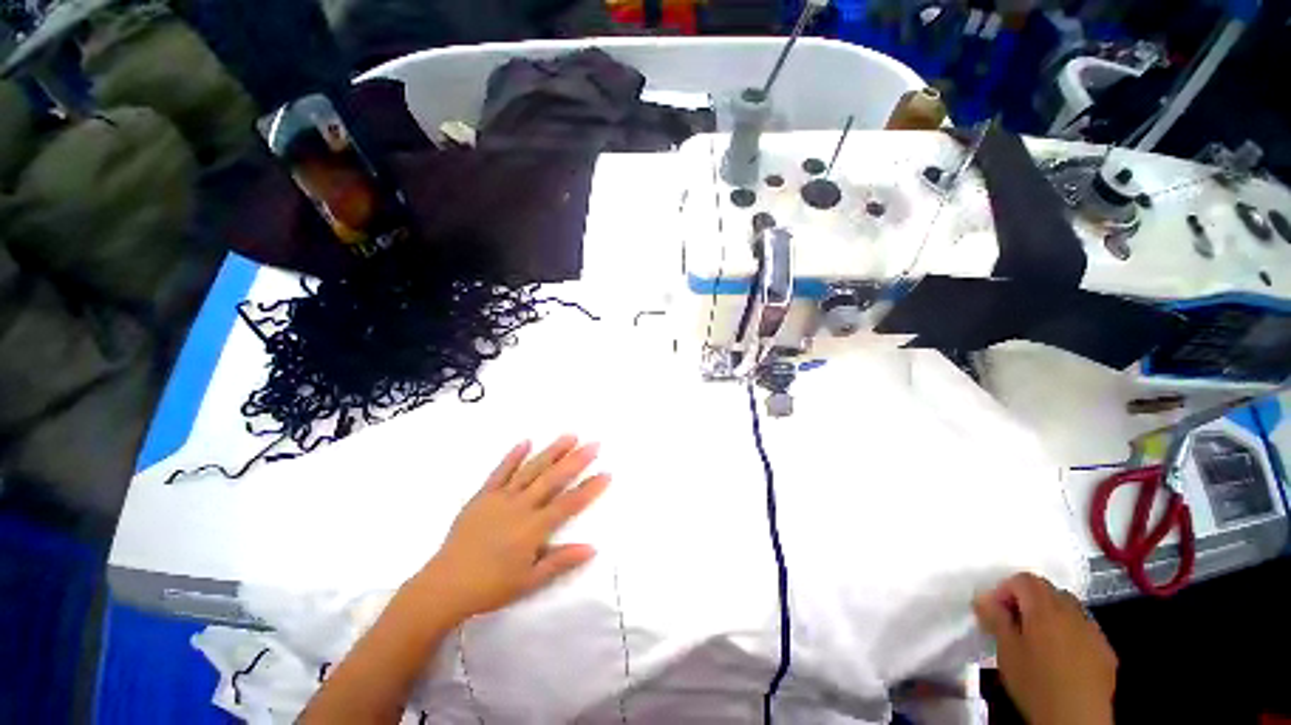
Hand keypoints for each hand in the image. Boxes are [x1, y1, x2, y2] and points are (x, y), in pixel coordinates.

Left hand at [409, 436, 609, 622]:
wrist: (445, 585)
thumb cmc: (491, 587)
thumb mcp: (529, 581)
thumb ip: (561, 561)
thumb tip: (592, 548)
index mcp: (533, 528)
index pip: (569, 504)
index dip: (589, 488)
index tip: (606, 473)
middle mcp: (521, 507)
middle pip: (553, 479)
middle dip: (576, 460)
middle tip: (594, 444)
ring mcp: (501, 498)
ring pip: (531, 470)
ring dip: (552, 452)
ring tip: (569, 436)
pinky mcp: (483, 495)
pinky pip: (500, 472)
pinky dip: (513, 456)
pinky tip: (526, 442)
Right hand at [974, 573, 1116, 724]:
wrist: (1077, 719)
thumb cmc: (1035, 683)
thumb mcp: (1006, 650)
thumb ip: (995, 618)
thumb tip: (983, 597)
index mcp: (1045, 608)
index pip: (1023, 579)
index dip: (1005, 589)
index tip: (995, 611)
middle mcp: (1072, 611)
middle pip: (1048, 591)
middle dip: (1029, 601)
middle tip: (1014, 624)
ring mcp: (1094, 630)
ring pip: (1069, 608)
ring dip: (1050, 616)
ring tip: (1037, 641)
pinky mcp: (1106, 650)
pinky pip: (1085, 629)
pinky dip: (1069, 633)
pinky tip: (1061, 658)